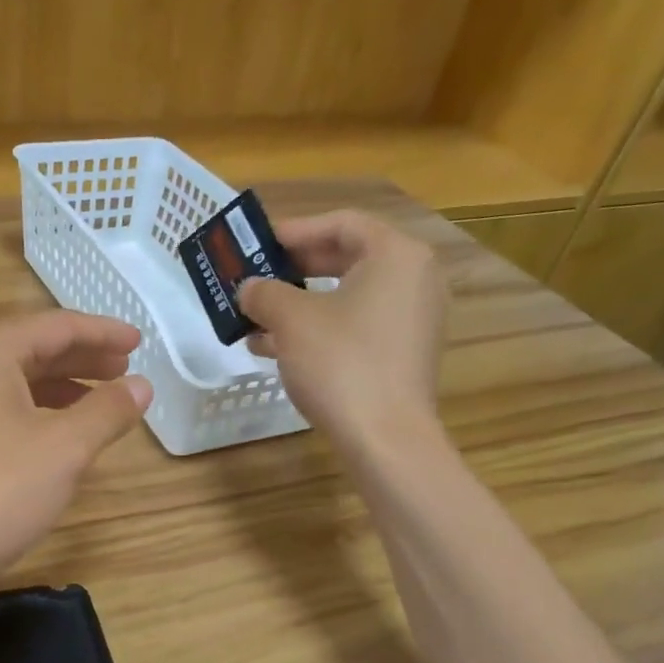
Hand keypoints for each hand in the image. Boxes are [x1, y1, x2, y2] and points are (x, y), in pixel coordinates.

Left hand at [0, 311, 152, 594]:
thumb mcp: (63, 451)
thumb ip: (106, 412)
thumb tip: (140, 386)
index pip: (57, 327)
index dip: (104, 333)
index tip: (140, 343)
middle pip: (31, 349)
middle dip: (82, 360)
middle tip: (124, 372)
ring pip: (11, 382)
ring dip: (58, 390)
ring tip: (97, 404)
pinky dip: (31, 415)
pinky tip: (52, 439)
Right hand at [236, 209, 447, 447]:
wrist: (384, 438)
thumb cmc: (340, 364)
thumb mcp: (291, 321)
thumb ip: (265, 293)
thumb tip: (249, 288)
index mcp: (396, 255)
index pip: (342, 224)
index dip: (295, 230)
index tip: (257, 244)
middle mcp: (414, 279)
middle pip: (346, 258)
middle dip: (294, 269)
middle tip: (256, 276)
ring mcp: (412, 319)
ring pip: (347, 297)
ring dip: (299, 304)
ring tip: (255, 318)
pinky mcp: (402, 354)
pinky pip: (355, 326)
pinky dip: (318, 329)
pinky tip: (276, 348)